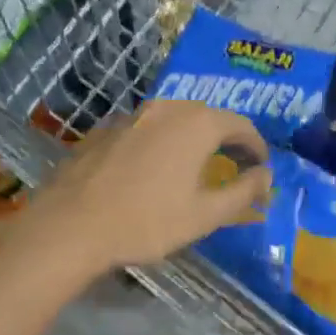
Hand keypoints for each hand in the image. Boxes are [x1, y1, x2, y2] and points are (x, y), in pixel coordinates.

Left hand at [23, 100, 271, 272]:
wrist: (70, 226)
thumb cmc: (146, 221)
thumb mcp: (204, 215)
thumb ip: (243, 191)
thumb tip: (266, 175)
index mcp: (196, 124)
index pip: (240, 125)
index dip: (257, 146)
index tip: (261, 167)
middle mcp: (166, 108)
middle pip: (207, 117)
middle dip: (226, 139)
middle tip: (234, 165)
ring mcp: (131, 116)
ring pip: (174, 120)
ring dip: (191, 139)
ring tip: (195, 166)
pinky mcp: (104, 129)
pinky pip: (145, 130)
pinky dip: (161, 143)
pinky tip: (153, 170)